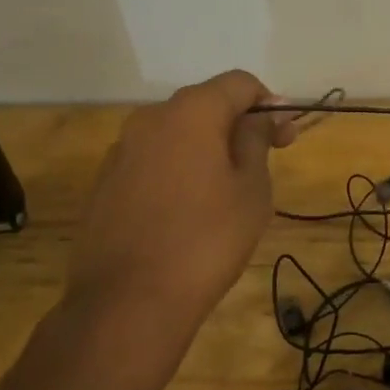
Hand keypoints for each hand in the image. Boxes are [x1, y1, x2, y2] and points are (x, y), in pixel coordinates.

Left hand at [68, 70, 296, 344]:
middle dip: (237, 124)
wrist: (125, 306)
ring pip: (176, 134)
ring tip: (225, 190)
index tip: (285, 138)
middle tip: (263, 161)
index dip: (269, 103)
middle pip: (205, 104)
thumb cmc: (205, 241)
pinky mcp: (104, 184)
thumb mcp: (251, 189)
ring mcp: (121, 151)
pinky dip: (176, 170)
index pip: (239, 83)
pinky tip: (186, 210)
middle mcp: (151, 118)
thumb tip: (261, 116)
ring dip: (205, 148)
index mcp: (191, 111)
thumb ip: (257, 141)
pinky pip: (152, 161)